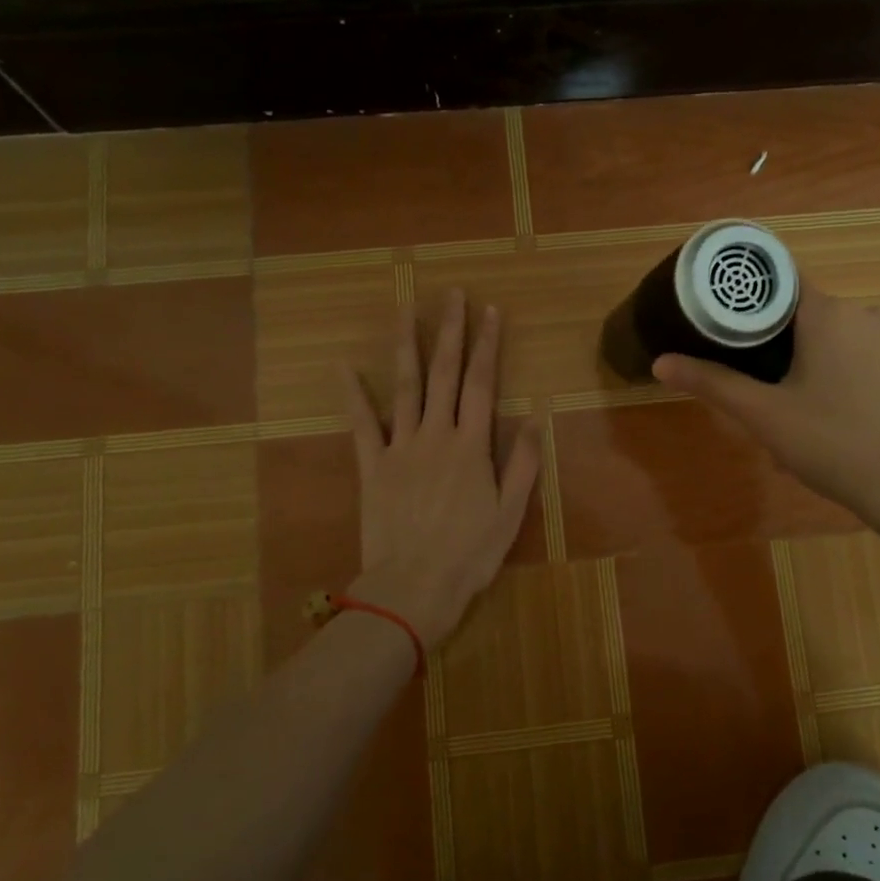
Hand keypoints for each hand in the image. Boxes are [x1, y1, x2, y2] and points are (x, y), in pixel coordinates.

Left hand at [342, 289, 542, 646]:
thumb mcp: (511, 514)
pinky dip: (353, 394)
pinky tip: (344, 366)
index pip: (483, 384)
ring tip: (406, 311)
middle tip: (451, 294)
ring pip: (405, 388)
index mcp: (472, 446)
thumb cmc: (469, 554)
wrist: (414, 586)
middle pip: (445, 374)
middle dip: (450, 332)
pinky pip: (361, 424)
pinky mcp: (372, 466)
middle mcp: (436, 435)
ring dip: (407, 347)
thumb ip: (523, 464)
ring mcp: (400, 448)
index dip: (488, 345)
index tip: (490, 312)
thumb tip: (535, 418)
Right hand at [651, 281, 879, 578]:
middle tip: (757, 390)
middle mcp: (868, 315)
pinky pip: (868, 365)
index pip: (779, 282)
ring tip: (795, 417)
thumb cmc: (833, 444)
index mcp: (828, 314)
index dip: (748, 300)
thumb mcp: (764, 416)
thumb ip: (712, 383)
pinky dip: (846, 383)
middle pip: (807, 316)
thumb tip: (660, 362)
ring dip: (812, 368)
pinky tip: (840, 426)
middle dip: (778, 347)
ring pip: (838, 343)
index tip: (725, 326)